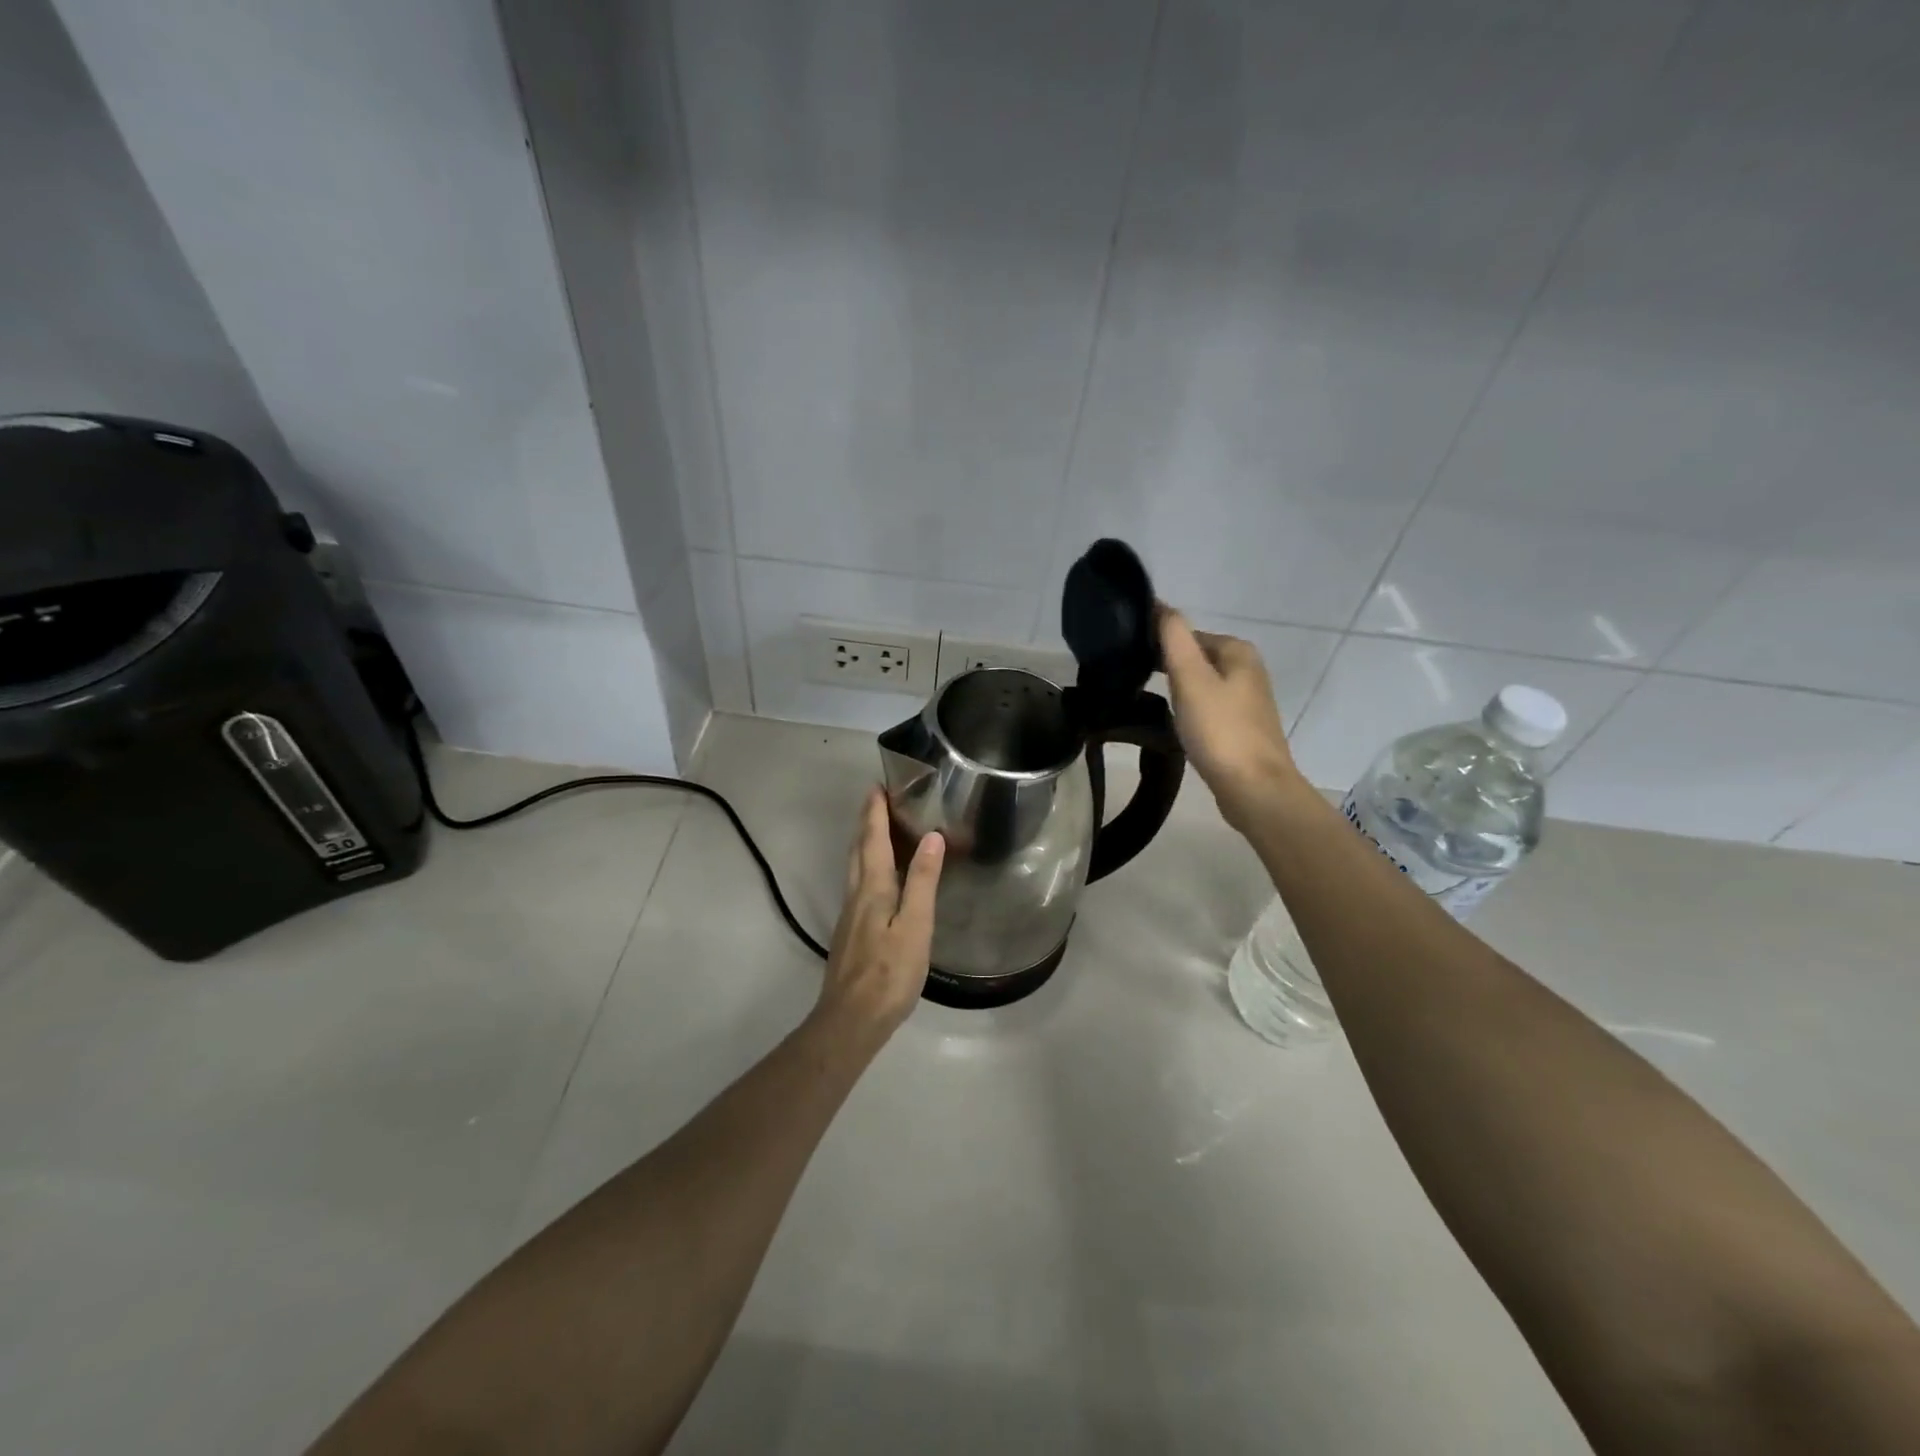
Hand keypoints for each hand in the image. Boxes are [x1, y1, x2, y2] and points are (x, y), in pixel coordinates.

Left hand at [813, 787, 944, 1040]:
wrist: (851, 1019)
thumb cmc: (889, 972)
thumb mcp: (915, 926)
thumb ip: (922, 881)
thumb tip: (931, 837)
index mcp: (873, 889)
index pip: (873, 840)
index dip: (875, 813)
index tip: (877, 786)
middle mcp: (856, 895)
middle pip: (858, 850)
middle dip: (866, 822)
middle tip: (876, 799)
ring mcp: (850, 915)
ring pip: (855, 868)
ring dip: (864, 843)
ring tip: (877, 829)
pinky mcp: (851, 933)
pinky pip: (858, 885)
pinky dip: (867, 866)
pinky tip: (878, 878)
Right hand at [1158, 606, 1304, 832]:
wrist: (1254, 789)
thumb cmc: (1220, 731)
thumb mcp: (1190, 678)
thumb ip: (1174, 638)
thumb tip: (1160, 605)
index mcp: (1238, 651)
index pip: (1189, 634)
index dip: (1160, 644)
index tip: (1132, 660)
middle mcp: (1248, 669)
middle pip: (1197, 658)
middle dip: (1170, 667)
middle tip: (1137, 682)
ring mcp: (1249, 700)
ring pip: (1203, 683)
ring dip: (1180, 690)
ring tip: (1156, 704)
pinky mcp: (1243, 727)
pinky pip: (1210, 707)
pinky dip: (1192, 710)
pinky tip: (1179, 725)